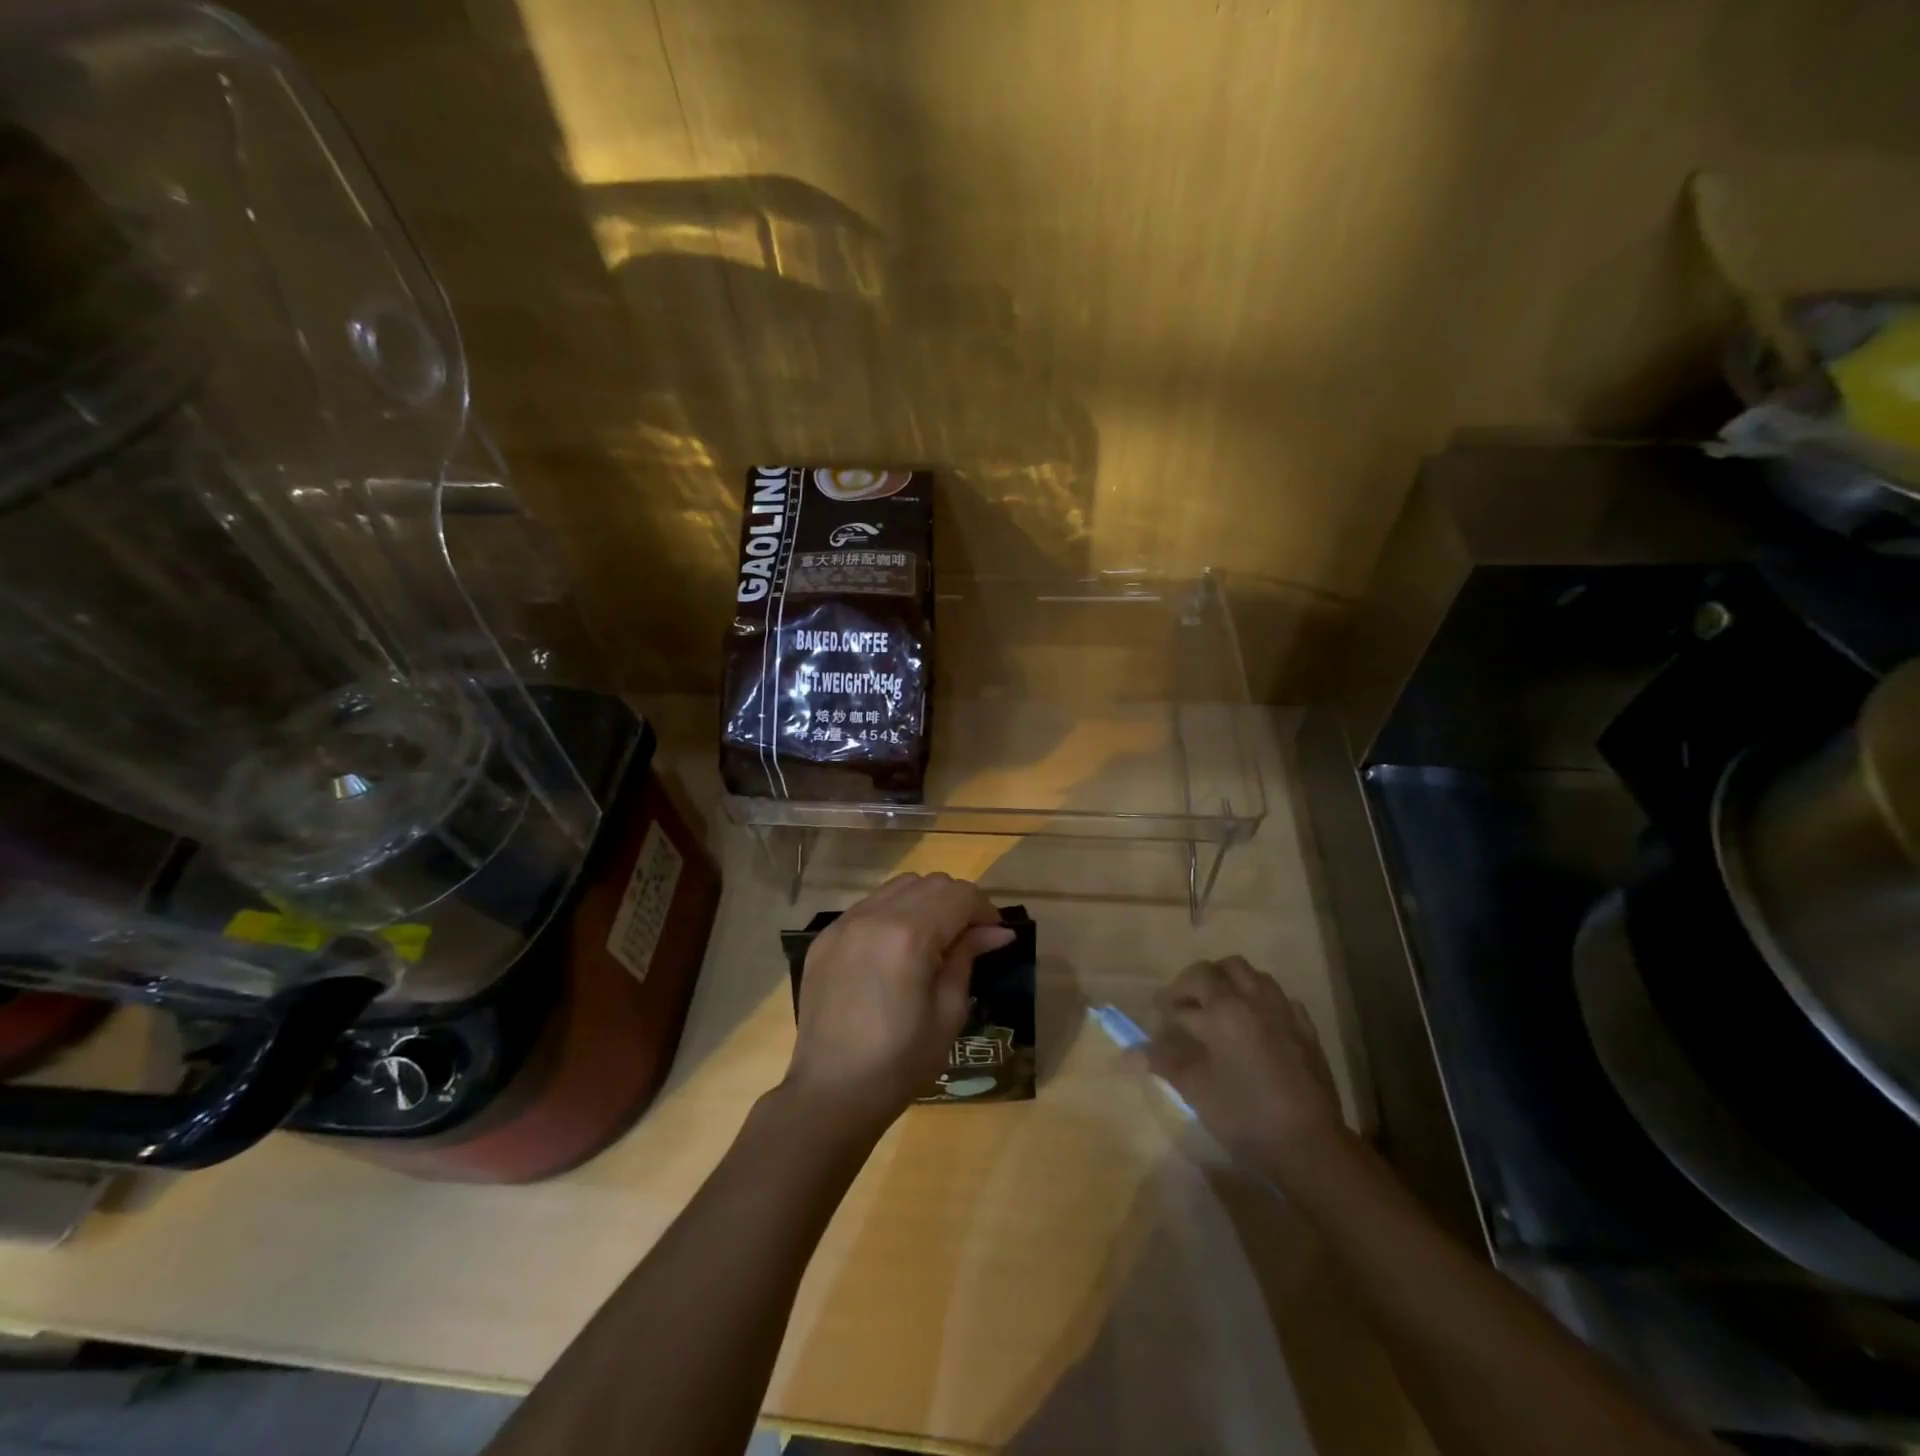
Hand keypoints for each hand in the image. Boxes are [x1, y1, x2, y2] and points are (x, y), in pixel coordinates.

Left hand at [786, 873, 1013, 1127]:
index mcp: (909, 935)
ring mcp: (844, 923)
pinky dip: (893, 912)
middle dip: (957, 902)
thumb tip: (997, 931)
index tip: (994, 936)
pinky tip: (897, 948)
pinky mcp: (825, 937)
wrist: (831, 1093)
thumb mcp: (948, 1012)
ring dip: (925, 901)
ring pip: (898, 887)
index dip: (985, 910)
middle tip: (968, 938)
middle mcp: (874, 916)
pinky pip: (869, 905)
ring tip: (933, 939)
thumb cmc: (900, 1062)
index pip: (959, 895)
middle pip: (930, 882)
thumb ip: (968, 958)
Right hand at [1147, 956, 1349, 1179]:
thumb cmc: (1245, 1116)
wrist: (1310, 1145)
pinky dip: (1260, 1000)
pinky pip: (1278, 997)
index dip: (1167, 1003)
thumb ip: (1164, 1062)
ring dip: (1229, 982)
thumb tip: (1127, 1054)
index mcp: (1223, 1011)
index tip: (1158, 1016)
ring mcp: (1283, 1011)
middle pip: (1218, 970)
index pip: (1186, 992)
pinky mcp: (1305, 1028)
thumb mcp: (1197, 1090)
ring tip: (1218, 1007)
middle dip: (1195, 982)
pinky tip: (1255, 1023)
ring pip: (1251, 975)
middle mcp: (1252, 1000)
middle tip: (1184, 1005)